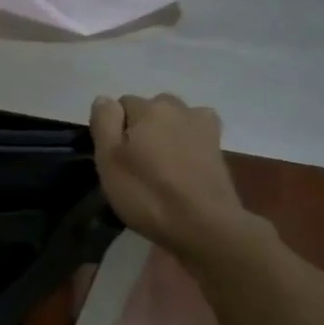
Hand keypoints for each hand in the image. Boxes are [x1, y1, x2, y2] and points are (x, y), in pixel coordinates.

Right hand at [89, 93, 254, 258]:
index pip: (120, 104)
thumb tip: (105, 99)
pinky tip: (182, 166)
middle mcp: (178, 107)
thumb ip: (104, 122)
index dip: (113, 130)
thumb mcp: (109, 160)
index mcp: (149, 107)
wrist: (204, 225)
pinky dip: (185, 143)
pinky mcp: (219, 146)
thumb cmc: (148, 194)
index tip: (114, 158)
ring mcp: (203, 125)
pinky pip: (193, 134)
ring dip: (164, 134)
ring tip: (160, 166)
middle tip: (135, 163)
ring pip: (172, 120)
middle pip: (149, 109)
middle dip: (140, 127)